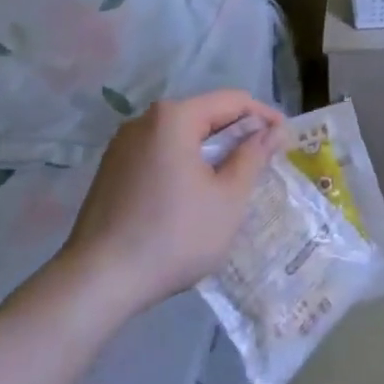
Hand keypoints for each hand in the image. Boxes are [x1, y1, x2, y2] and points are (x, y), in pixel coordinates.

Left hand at [60, 90, 282, 313]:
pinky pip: (159, 154)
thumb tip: (273, 131)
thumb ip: (253, 156)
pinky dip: (184, 164)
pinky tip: (194, 194)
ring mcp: (122, 145)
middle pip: (204, 115)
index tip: (286, 138)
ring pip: (181, 136)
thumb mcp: (228, 198)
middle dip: (237, 134)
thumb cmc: (174, 235)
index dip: (264, 116)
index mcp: (174, 117)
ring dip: (211, 151)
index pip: (232, 101)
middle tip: (264, 160)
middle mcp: (145, 120)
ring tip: (233, 179)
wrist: (97, 282)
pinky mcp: (111, 171)